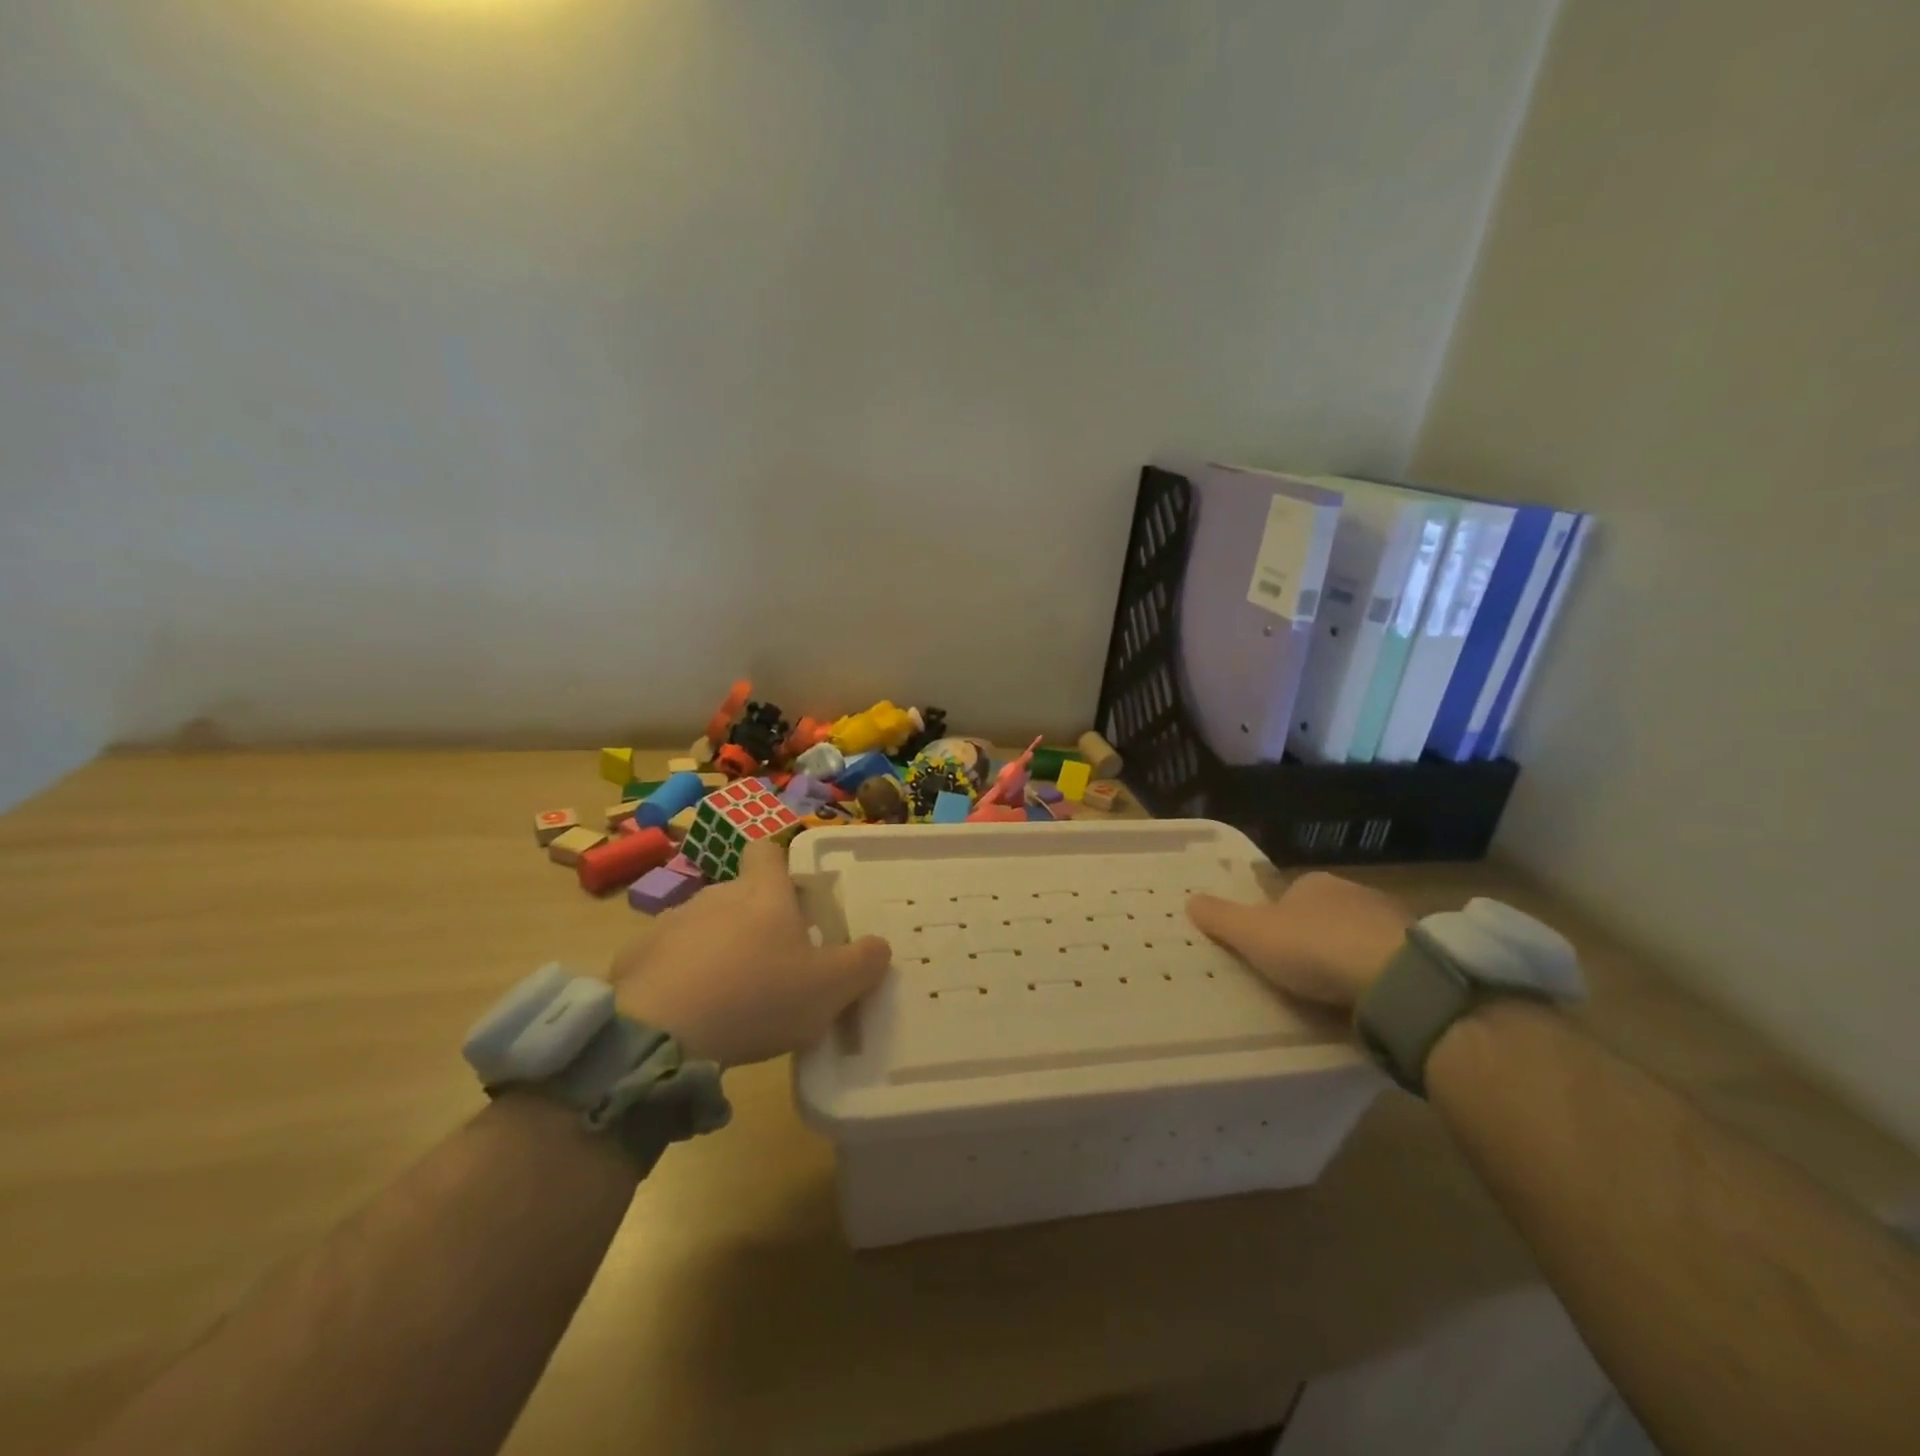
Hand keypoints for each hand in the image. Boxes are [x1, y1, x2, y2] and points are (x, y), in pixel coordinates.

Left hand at [606, 841, 890, 1066]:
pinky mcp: (636, 956)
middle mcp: (717, 895)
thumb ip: (863, 963)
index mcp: (763, 894)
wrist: (658, 1033)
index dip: (780, 865)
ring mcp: (671, 923)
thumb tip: (879, 945)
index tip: (792, 896)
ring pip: (704, 926)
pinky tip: (686, 1014)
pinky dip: (679, 976)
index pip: (768, 852)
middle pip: (740, 893)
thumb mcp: (830, 988)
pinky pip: (667, 958)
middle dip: (755, 920)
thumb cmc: (757, 997)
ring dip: (717, 949)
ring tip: (728, 997)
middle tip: (773, 965)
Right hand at [1186, 871, 1410, 1013]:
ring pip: (1356, 937)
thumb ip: (1221, 918)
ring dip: (1345, 958)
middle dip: (1311, 938)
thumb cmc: (1314, 947)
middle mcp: (1353, 893)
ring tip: (1331, 993)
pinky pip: (1385, 963)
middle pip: (1322, 915)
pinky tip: (1364, 999)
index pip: (1287, 895)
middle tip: (1296, 973)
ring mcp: (1390, 922)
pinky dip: (1373, 977)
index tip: (1268, 947)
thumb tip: (1190, 899)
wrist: (1396, 978)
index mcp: (1313, 883)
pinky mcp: (1418, 954)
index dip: (1274, 919)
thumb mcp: (1252, 934)